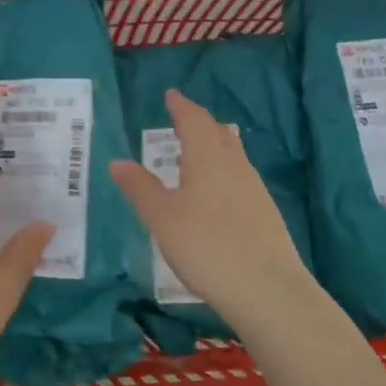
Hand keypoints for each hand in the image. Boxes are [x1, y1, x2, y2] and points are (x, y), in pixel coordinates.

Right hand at [109, 89, 319, 329]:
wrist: (268, 291)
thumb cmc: (206, 246)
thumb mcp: (161, 218)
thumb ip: (139, 187)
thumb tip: (117, 161)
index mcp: (207, 157)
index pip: (193, 119)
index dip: (180, 105)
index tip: (171, 94)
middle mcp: (234, 164)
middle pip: (217, 132)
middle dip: (198, 122)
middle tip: (181, 119)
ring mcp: (254, 188)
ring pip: (232, 154)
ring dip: (213, 145)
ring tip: (194, 153)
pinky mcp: (265, 212)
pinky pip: (239, 175)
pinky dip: (222, 169)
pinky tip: (215, 191)